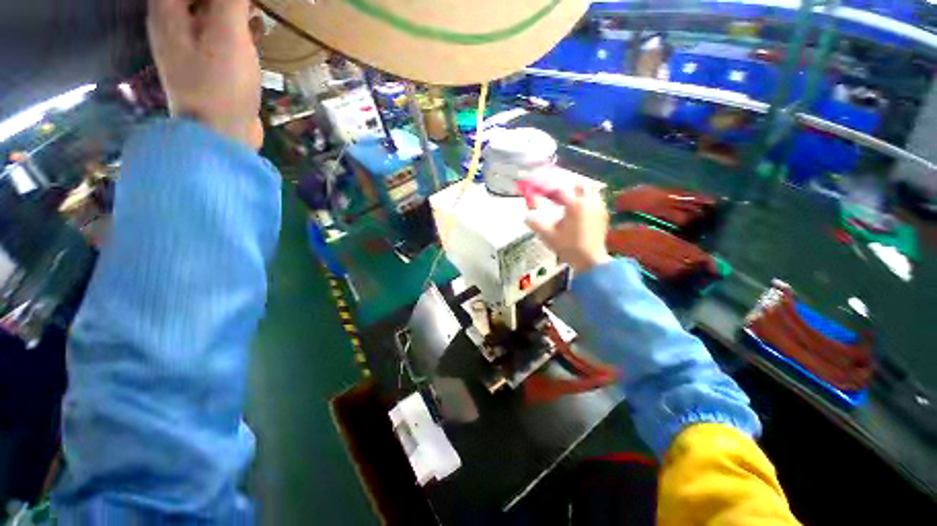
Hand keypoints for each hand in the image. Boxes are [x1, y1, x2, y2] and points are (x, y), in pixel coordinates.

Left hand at [147, 0, 262, 148]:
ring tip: (256, 12)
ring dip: (232, 8)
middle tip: (250, 5)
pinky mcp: (205, 62)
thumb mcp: (226, 34)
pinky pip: (218, 31)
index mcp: (167, 10)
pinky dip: (236, 26)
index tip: (241, 2)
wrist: (221, 134)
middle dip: (227, 0)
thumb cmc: (220, 85)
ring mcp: (188, 44)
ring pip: (208, 9)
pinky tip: (255, 32)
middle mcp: (171, 22)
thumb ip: (230, 0)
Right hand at [526, 184, 611, 272]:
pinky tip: (583, 211)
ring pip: (592, 191)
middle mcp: (588, 202)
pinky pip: (598, 200)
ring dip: (582, 193)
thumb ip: (535, 224)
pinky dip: (590, 201)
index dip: (551, 189)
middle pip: (580, 185)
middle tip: (561, 196)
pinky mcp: (604, 215)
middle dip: (570, 188)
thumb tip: (526, 217)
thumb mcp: (548, 236)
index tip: (544, 192)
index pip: (560, 190)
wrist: (590, 259)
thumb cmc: (568, 247)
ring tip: (572, 202)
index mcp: (574, 205)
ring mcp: (598, 208)